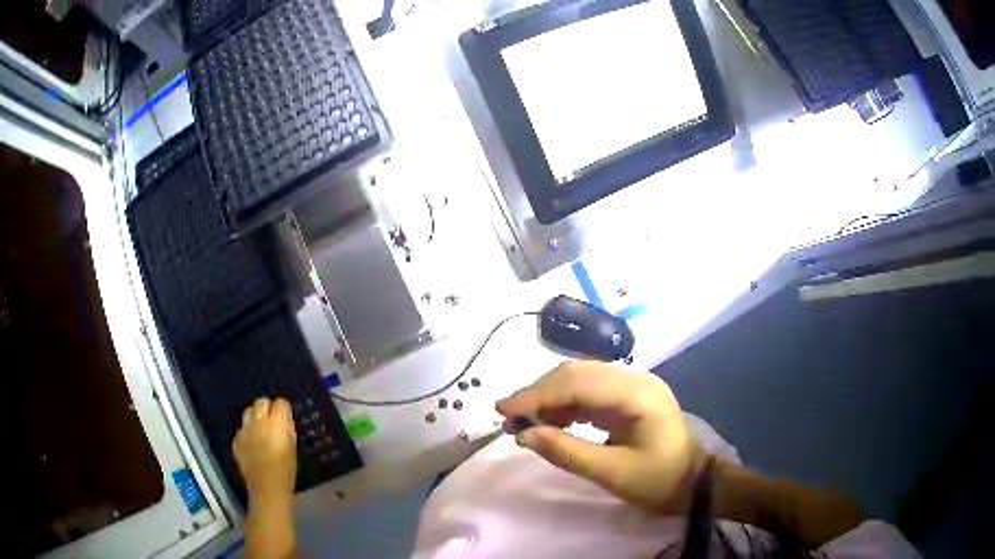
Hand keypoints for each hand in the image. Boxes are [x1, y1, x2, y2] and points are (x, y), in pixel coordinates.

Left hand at [233, 398, 297, 506]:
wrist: (268, 488)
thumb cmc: (287, 470)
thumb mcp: (292, 446)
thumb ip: (287, 429)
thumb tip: (283, 419)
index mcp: (277, 423)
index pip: (281, 403)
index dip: (284, 410)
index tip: (286, 418)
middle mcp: (259, 421)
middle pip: (261, 402)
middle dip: (267, 408)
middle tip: (273, 421)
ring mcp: (245, 430)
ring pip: (249, 412)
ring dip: (255, 417)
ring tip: (260, 430)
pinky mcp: (236, 439)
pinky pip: (242, 428)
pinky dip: (247, 432)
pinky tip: (252, 444)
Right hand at [496, 360, 704, 513]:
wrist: (693, 483)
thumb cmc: (659, 481)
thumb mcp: (613, 473)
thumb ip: (568, 452)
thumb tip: (524, 435)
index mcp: (638, 394)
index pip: (579, 383)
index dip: (538, 394)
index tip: (504, 410)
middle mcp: (635, 379)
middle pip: (577, 374)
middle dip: (539, 393)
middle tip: (508, 417)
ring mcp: (632, 386)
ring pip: (580, 380)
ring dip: (549, 397)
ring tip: (523, 422)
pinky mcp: (627, 397)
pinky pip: (588, 392)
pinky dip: (564, 405)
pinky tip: (550, 422)